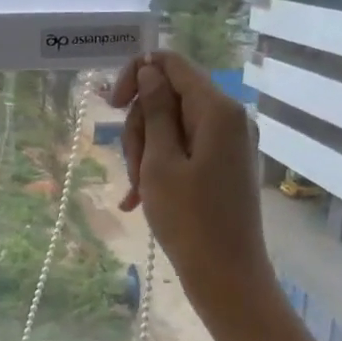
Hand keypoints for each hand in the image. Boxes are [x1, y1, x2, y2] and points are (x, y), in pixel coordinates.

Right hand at [111, 52, 277, 330]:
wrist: (226, 276)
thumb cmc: (189, 220)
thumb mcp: (160, 162)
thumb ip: (156, 111)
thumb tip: (150, 70)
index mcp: (218, 110)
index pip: (171, 64)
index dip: (137, 76)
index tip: (112, 106)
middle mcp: (229, 119)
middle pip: (169, 97)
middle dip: (142, 127)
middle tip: (133, 168)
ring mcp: (229, 144)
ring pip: (171, 127)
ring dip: (146, 153)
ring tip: (138, 191)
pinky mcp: (224, 166)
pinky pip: (184, 151)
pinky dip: (160, 168)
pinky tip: (138, 199)